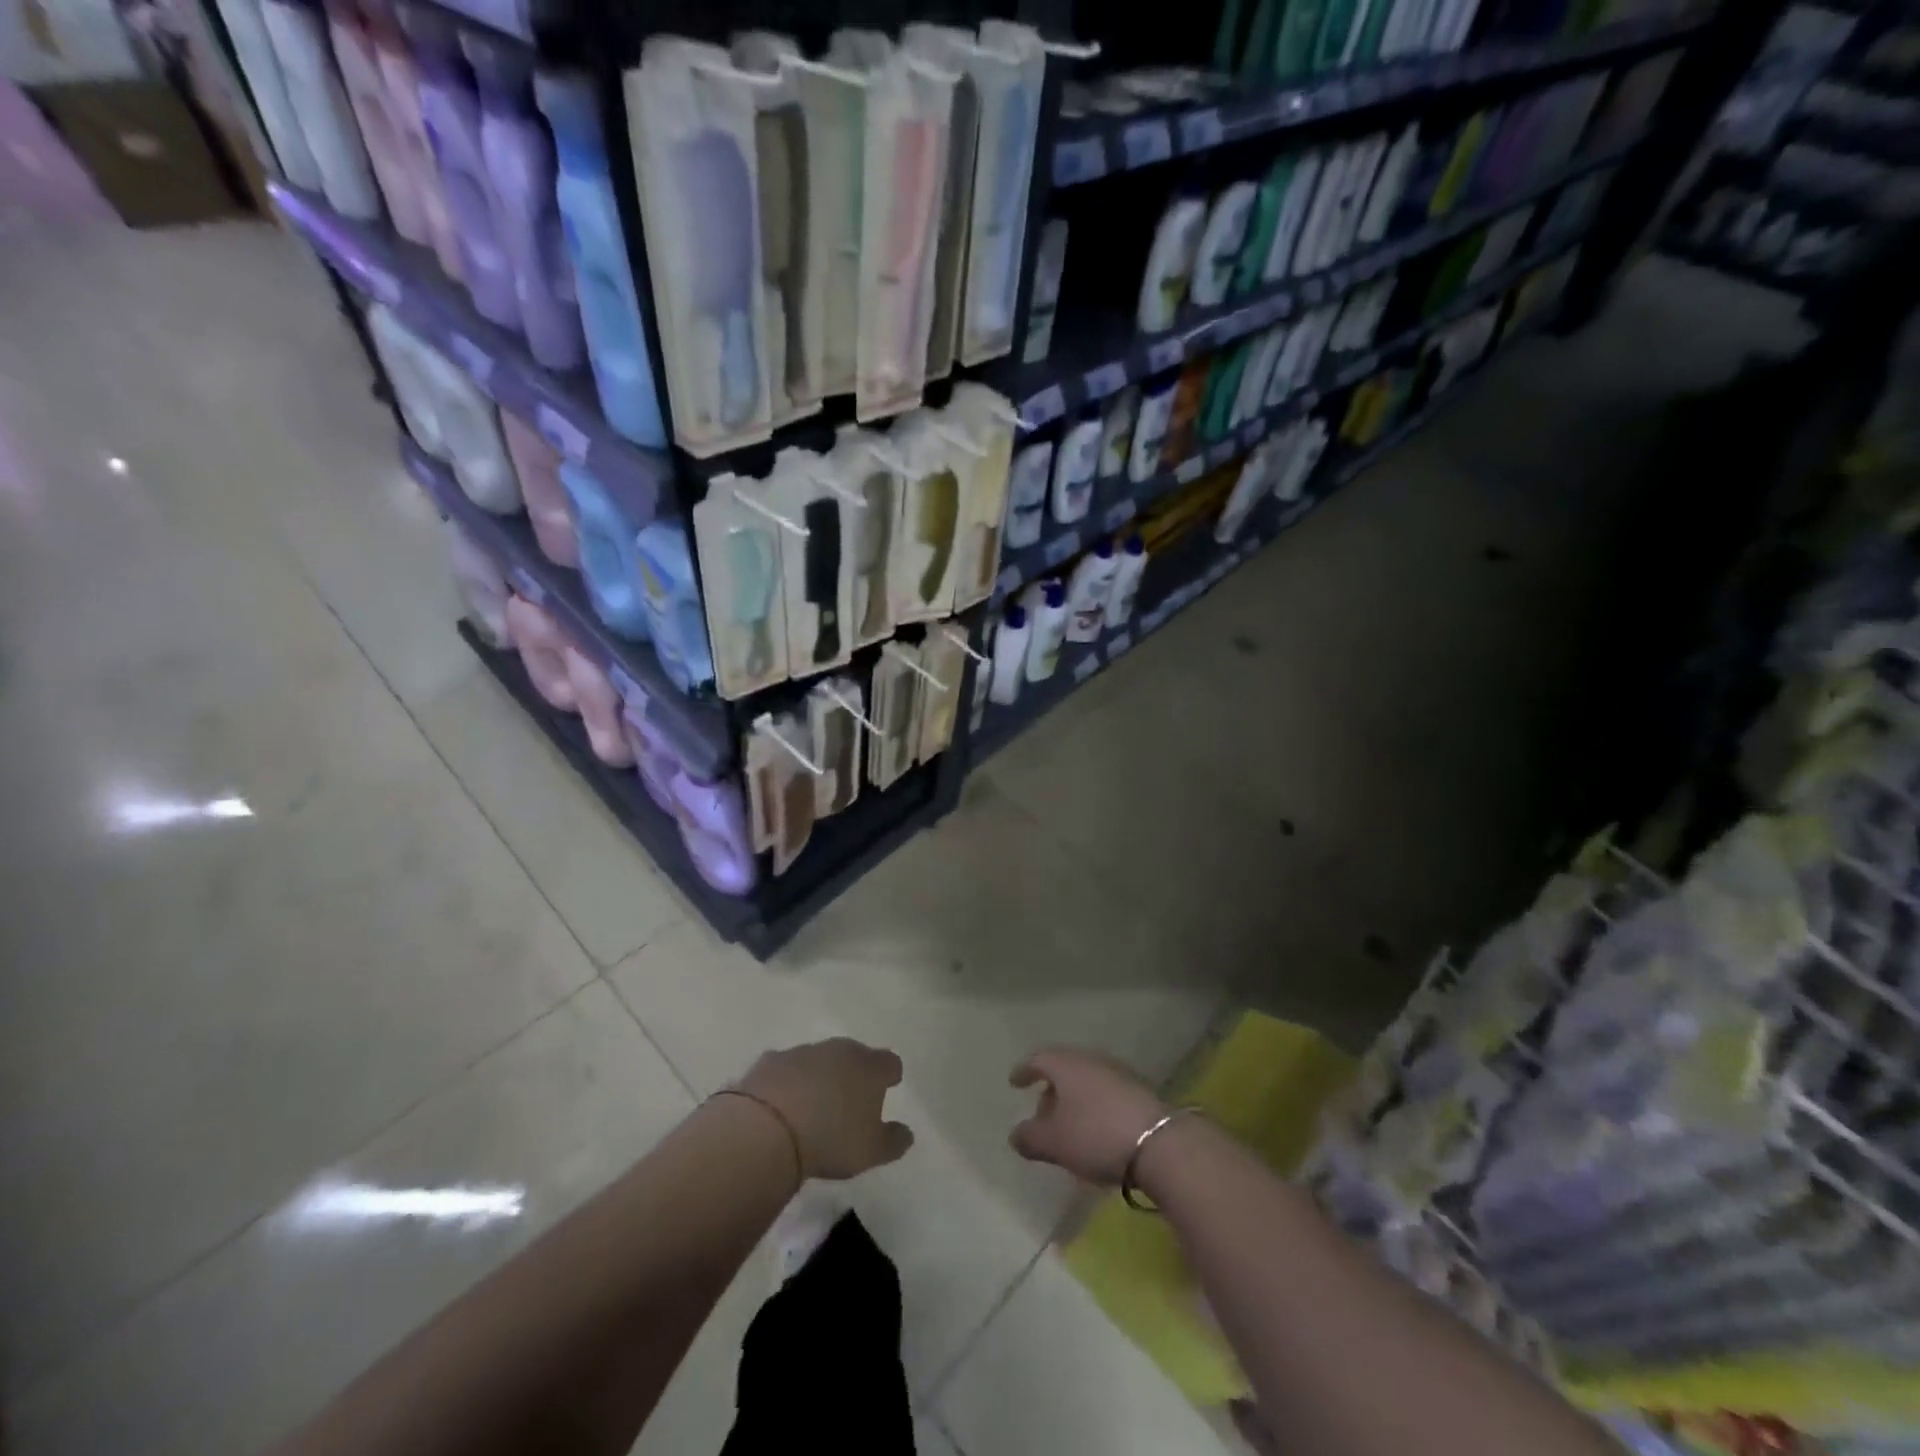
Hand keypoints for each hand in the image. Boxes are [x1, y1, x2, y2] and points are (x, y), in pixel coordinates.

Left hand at [735, 1039, 913, 1180]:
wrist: (767, 1128)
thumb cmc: (831, 1139)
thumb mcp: (871, 1151)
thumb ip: (893, 1140)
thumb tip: (906, 1133)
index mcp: (869, 1067)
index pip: (890, 1063)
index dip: (890, 1075)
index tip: (889, 1086)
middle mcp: (839, 1050)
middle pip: (854, 1055)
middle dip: (855, 1072)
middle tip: (851, 1096)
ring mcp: (803, 1052)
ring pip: (819, 1059)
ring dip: (820, 1075)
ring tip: (814, 1103)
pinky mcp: (770, 1061)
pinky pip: (786, 1069)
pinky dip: (788, 1082)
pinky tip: (781, 1103)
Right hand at [1008, 1047, 1169, 1184]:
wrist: (1159, 1142)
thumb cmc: (1095, 1135)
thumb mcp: (1054, 1142)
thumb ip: (1029, 1137)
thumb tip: (1016, 1134)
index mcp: (1066, 1065)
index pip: (1038, 1059)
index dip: (1024, 1071)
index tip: (1015, 1082)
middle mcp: (1090, 1060)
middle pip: (1064, 1068)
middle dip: (1050, 1089)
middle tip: (1042, 1113)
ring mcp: (1117, 1072)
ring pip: (1086, 1080)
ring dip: (1074, 1099)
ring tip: (1069, 1125)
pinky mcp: (1138, 1090)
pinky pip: (1105, 1092)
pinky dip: (1094, 1105)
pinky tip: (1095, 1129)